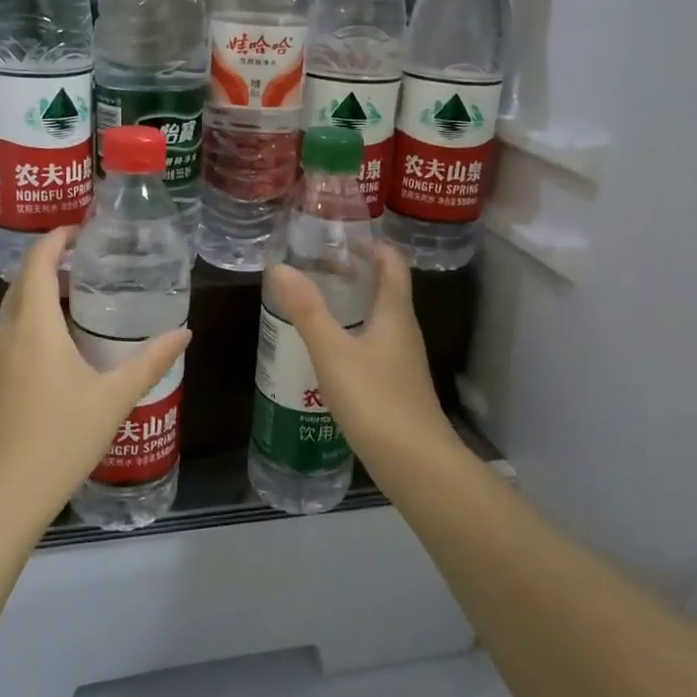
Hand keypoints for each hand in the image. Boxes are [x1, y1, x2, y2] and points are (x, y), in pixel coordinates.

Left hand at [0, 227, 190, 534]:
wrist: (0, 499)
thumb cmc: (61, 440)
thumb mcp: (114, 398)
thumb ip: (150, 362)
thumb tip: (184, 332)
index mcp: (34, 328)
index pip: (37, 264)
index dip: (55, 239)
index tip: (79, 229)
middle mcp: (5, 336)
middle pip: (21, 285)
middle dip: (48, 266)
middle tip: (85, 265)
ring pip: (11, 314)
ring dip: (37, 299)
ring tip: (74, 305)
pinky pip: (6, 341)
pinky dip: (28, 328)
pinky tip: (53, 355)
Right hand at [263, 243, 455, 468]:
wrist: (416, 465)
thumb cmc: (376, 400)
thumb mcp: (334, 352)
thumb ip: (307, 311)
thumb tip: (279, 267)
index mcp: (395, 313)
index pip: (391, 263)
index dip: (371, 243)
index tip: (339, 232)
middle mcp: (403, 331)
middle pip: (384, 288)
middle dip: (354, 271)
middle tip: (315, 261)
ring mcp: (401, 361)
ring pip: (378, 318)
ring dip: (351, 303)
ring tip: (315, 298)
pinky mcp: (394, 386)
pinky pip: (372, 345)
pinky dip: (351, 333)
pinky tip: (326, 347)